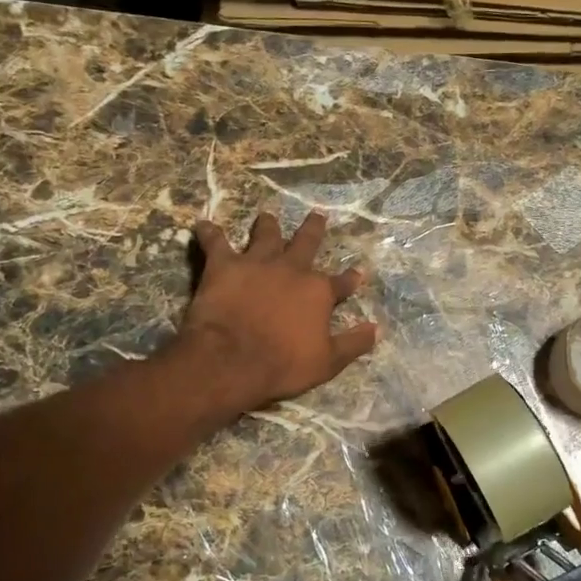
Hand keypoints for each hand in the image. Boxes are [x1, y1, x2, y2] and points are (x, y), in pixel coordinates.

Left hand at [176, 211, 379, 414]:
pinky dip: (208, 233)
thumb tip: (377, 329)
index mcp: (318, 292)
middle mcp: (291, 269)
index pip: (342, 283)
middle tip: (317, 215)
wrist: (233, 361)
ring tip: (267, 216)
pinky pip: (215, 242)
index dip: (350, 279)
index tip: (357, 273)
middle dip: (313, 229)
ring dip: (267, 225)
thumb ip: (353, 343)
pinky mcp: (224, 265)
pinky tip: (202, 226)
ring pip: (265, 235)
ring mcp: (257, 264)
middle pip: (306, 243)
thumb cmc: (284, 365)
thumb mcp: (328, 362)